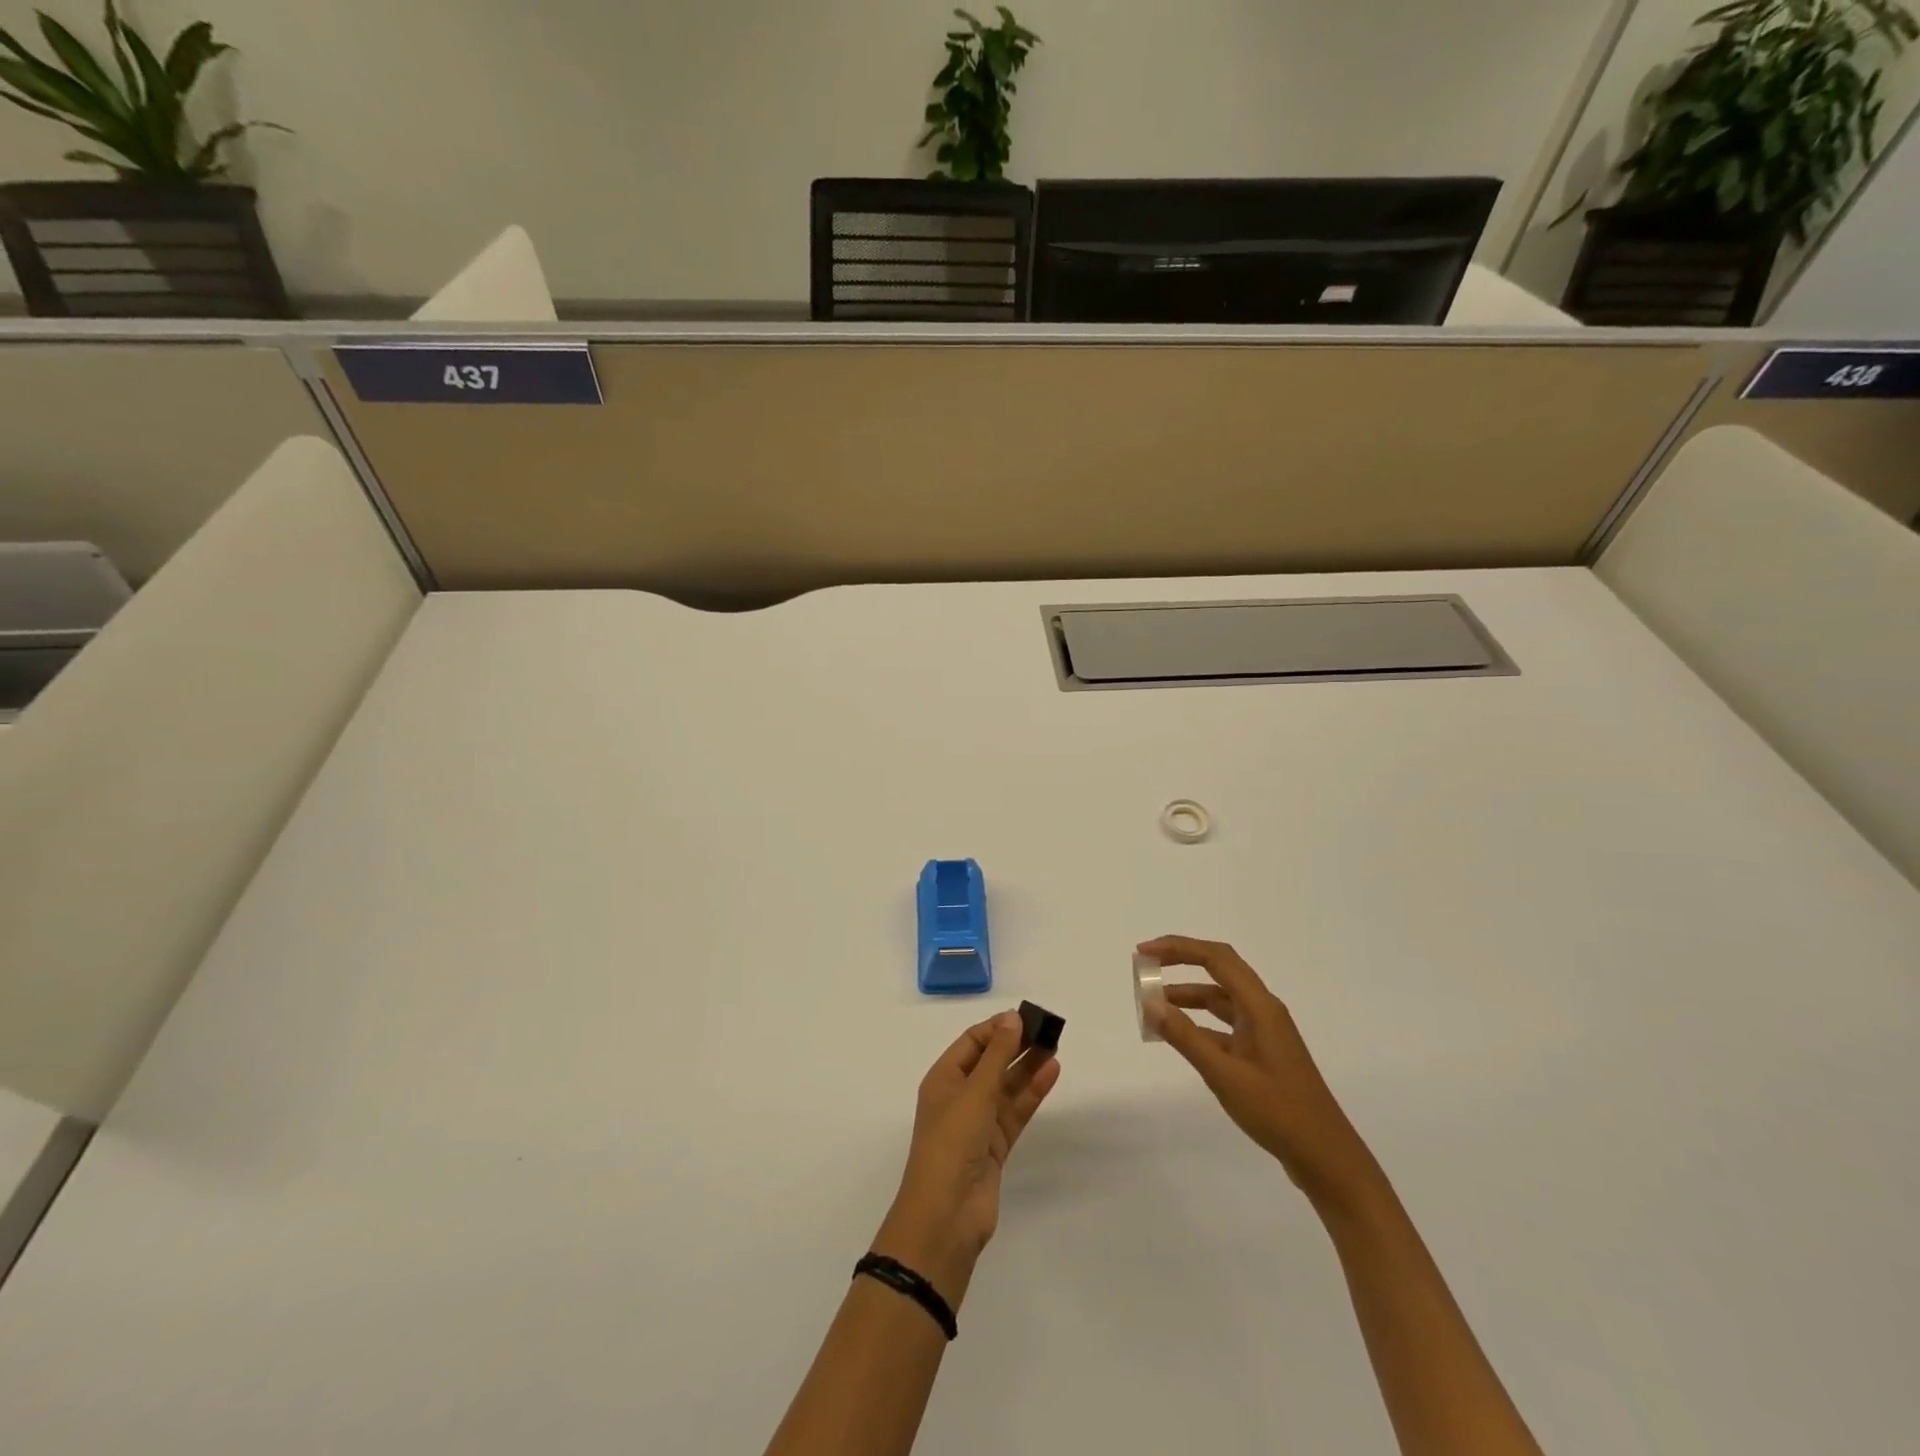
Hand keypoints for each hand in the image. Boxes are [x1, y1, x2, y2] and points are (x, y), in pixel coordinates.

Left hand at [871, 1010, 1060, 1308]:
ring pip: (1007, 1086)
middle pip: (991, 1062)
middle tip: (1048, 1029)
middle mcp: (959, 1097)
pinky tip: (1051, 1073)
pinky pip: (1016, 1111)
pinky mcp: (996, 1146)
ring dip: (1028, 1066)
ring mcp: (978, 1123)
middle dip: (1016, 1045)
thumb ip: (996, 1054)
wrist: (947, 1215)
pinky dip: (1032, 1093)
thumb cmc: (952, 1142)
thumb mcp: (974, 1092)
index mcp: (943, 1079)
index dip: (997, 1028)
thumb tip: (1012, 1017)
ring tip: (1055, 1046)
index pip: (972, 1042)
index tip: (1026, 1016)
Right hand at [1141, 935, 1375, 1208]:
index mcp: (1260, 1006)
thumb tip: (1150, 1002)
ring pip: (1220, 998)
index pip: (1216, 958)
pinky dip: (1198, 1022)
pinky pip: (1224, 1024)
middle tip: (1145, 965)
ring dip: (1187, 995)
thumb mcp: (1224, 1074)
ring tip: (1153, 1003)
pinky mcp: (1261, 1052)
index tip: (1144, 952)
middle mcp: (1263, 1009)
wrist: (1326, 1158)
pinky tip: (1178, 1035)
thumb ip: (1185, 1036)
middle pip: (1219, 969)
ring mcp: (1264, 1031)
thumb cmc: (1277, 1112)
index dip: (1178, 948)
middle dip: (1181, 961)